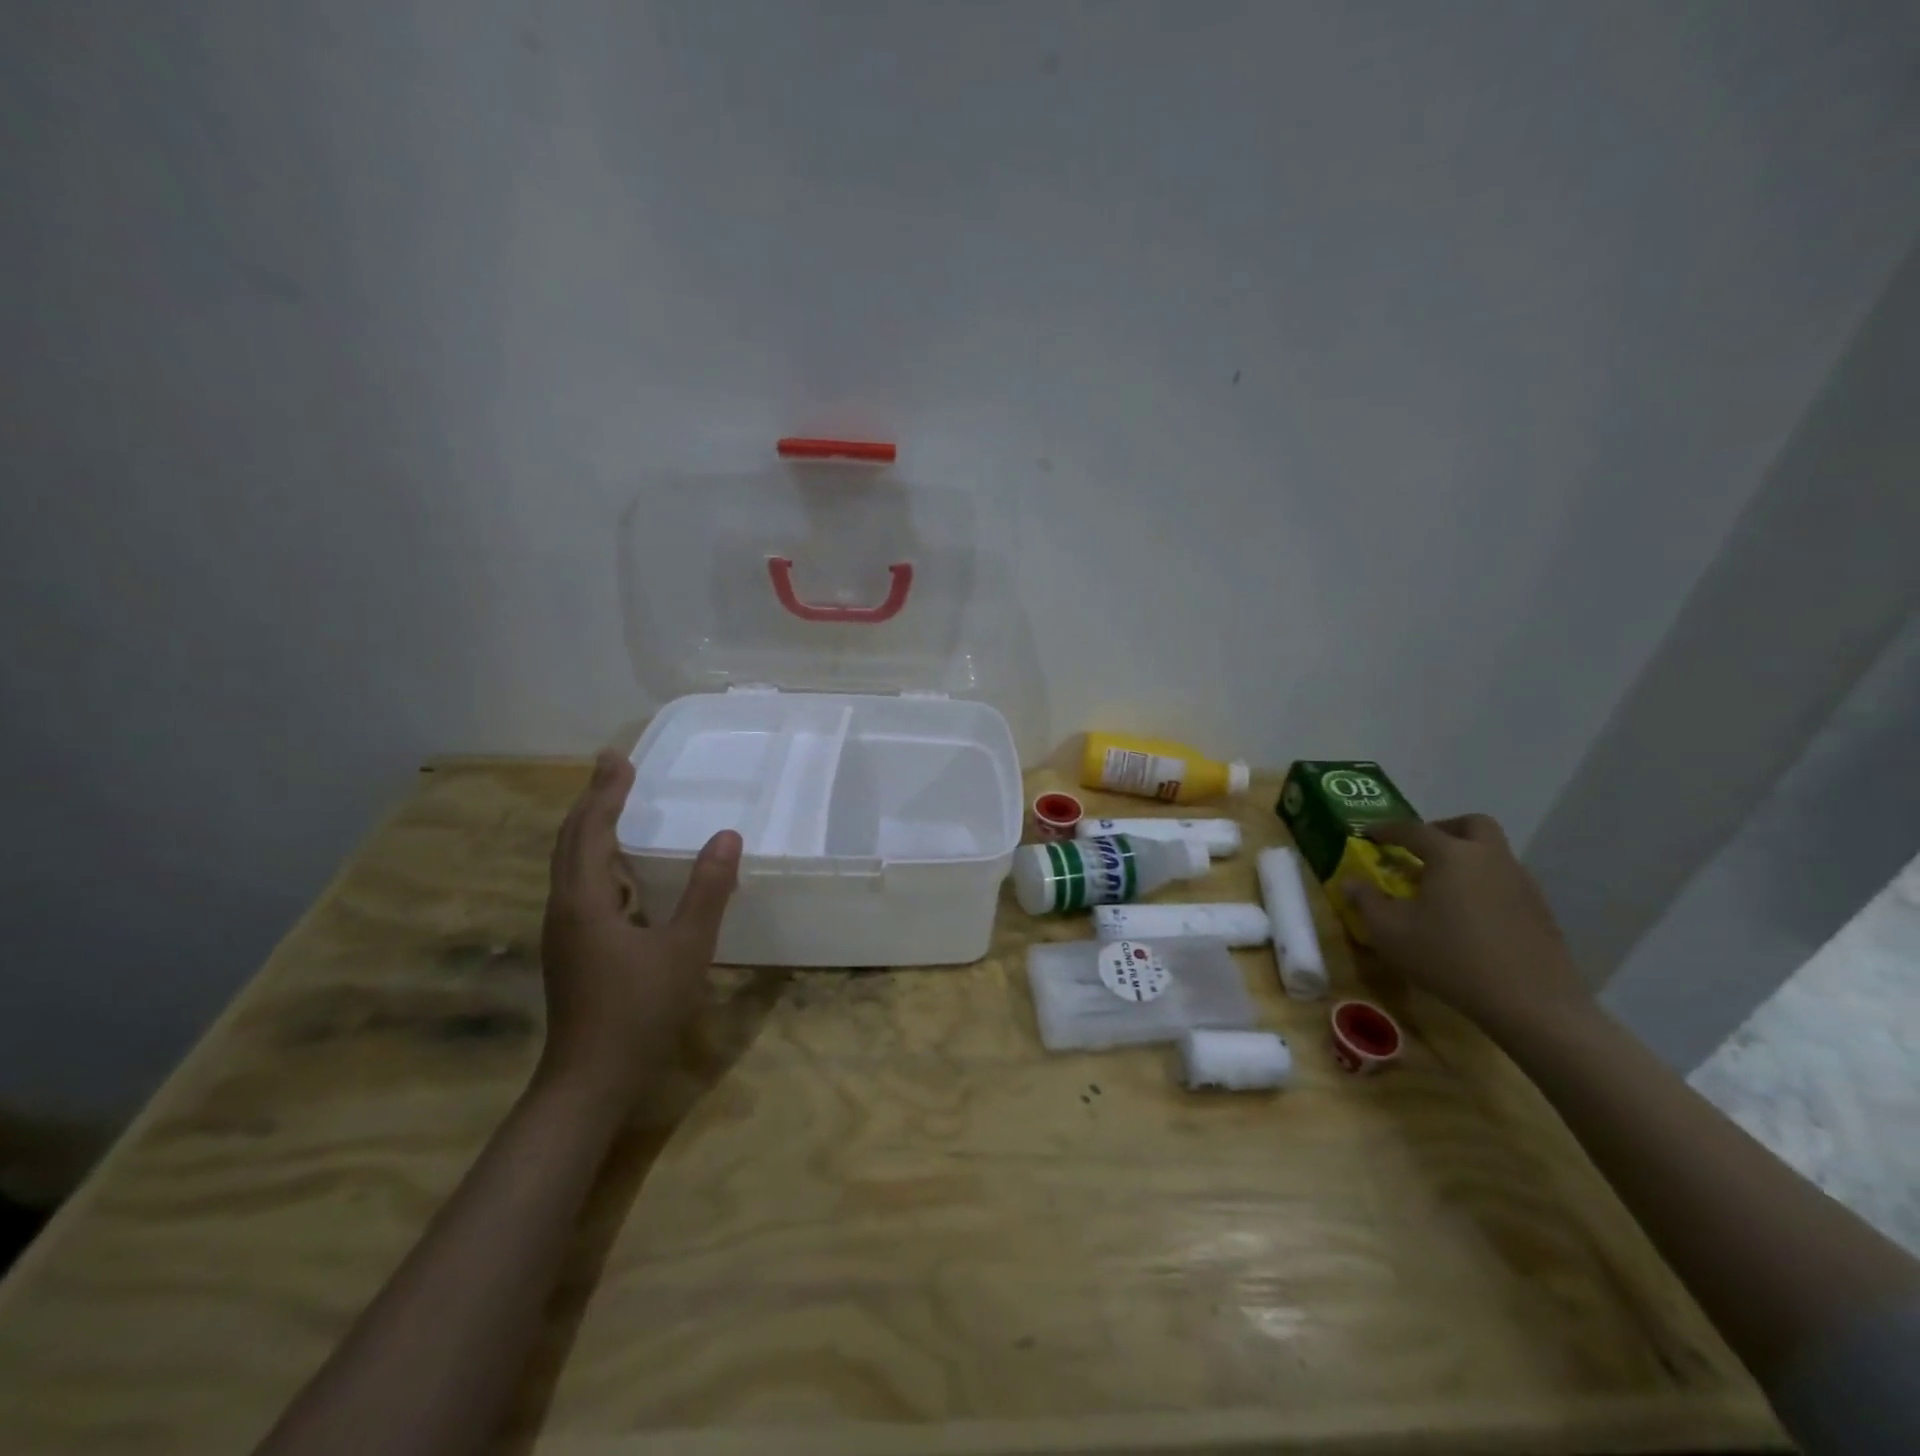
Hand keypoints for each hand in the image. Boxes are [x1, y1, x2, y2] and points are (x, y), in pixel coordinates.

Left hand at [537, 751, 740, 1106]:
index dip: (606, 792)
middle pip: (571, 842)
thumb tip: (727, 836)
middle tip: (614, 768)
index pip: (591, 830)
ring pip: (571, 866)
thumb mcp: (686, 947)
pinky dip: (598, 862)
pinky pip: (580, 888)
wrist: (590, 1081)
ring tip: (615, 807)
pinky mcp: (572, 951)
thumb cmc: (640, 1010)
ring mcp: (563, 933)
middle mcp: (564, 909)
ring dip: (591, 830)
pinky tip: (624, 875)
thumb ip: (707, 890)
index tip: (620, 757)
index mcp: (585, 901)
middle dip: (592, 801)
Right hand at [1344, 814, 1587, 1032]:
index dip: (1387, 829)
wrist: (1531, 1004)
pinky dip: (1485, 885)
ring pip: (1493, 854)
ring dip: (1467, 858)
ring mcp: (1522, 883)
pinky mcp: (1541, 911)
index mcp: (1452, 855)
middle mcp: (1490, 858)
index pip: (1413, 829)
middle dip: (1443, 829)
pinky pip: (1507, 882)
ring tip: (1442, 888)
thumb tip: (1349, 881)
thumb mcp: (1390, 932)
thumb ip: (1365, 901)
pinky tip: (1471, 916)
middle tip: (1420, 850)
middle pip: (1472, 825)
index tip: (1369, 834)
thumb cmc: (1450, 958)